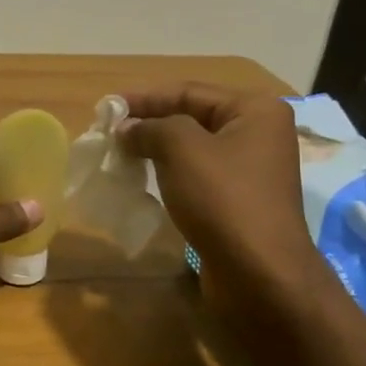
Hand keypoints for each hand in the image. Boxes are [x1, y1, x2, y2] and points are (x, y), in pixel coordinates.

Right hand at [118, 83, 322, 298]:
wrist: (259, 274)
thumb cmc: (223, 199)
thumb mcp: (181, 148)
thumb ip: (150, 127)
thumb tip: (127, 129)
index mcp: (254, 110)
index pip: (189, 91)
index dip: (144, 98)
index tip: (106, 108)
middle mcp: (257, 134)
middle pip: (191, 117)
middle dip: (149, 123)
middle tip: (109, 133)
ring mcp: (250, 170)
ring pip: (192, 149)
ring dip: (155, 150)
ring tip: (120, 156)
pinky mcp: (238, 201)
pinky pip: (197, 175)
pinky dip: (168, 174)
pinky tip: (143, 180)